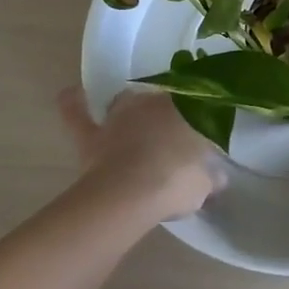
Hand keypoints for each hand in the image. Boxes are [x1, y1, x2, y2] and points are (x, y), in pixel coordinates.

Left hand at [58, 87, 226, 224]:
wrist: (130, 194)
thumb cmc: (175, 182)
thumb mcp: (203, 185)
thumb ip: (210, 178)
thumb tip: (218, 177)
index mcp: (183, 111)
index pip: (193, 106)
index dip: (196, 120)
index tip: (199, 135)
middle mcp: (151, 105)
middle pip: (160, 102)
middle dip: (165, 115)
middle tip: (171, 136)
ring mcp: (118, 118)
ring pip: (125, 102)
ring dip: (130, 108)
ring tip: (134, 118)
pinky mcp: (92, 136)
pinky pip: (77, 114)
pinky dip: (73, 103)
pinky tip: (70, 93)